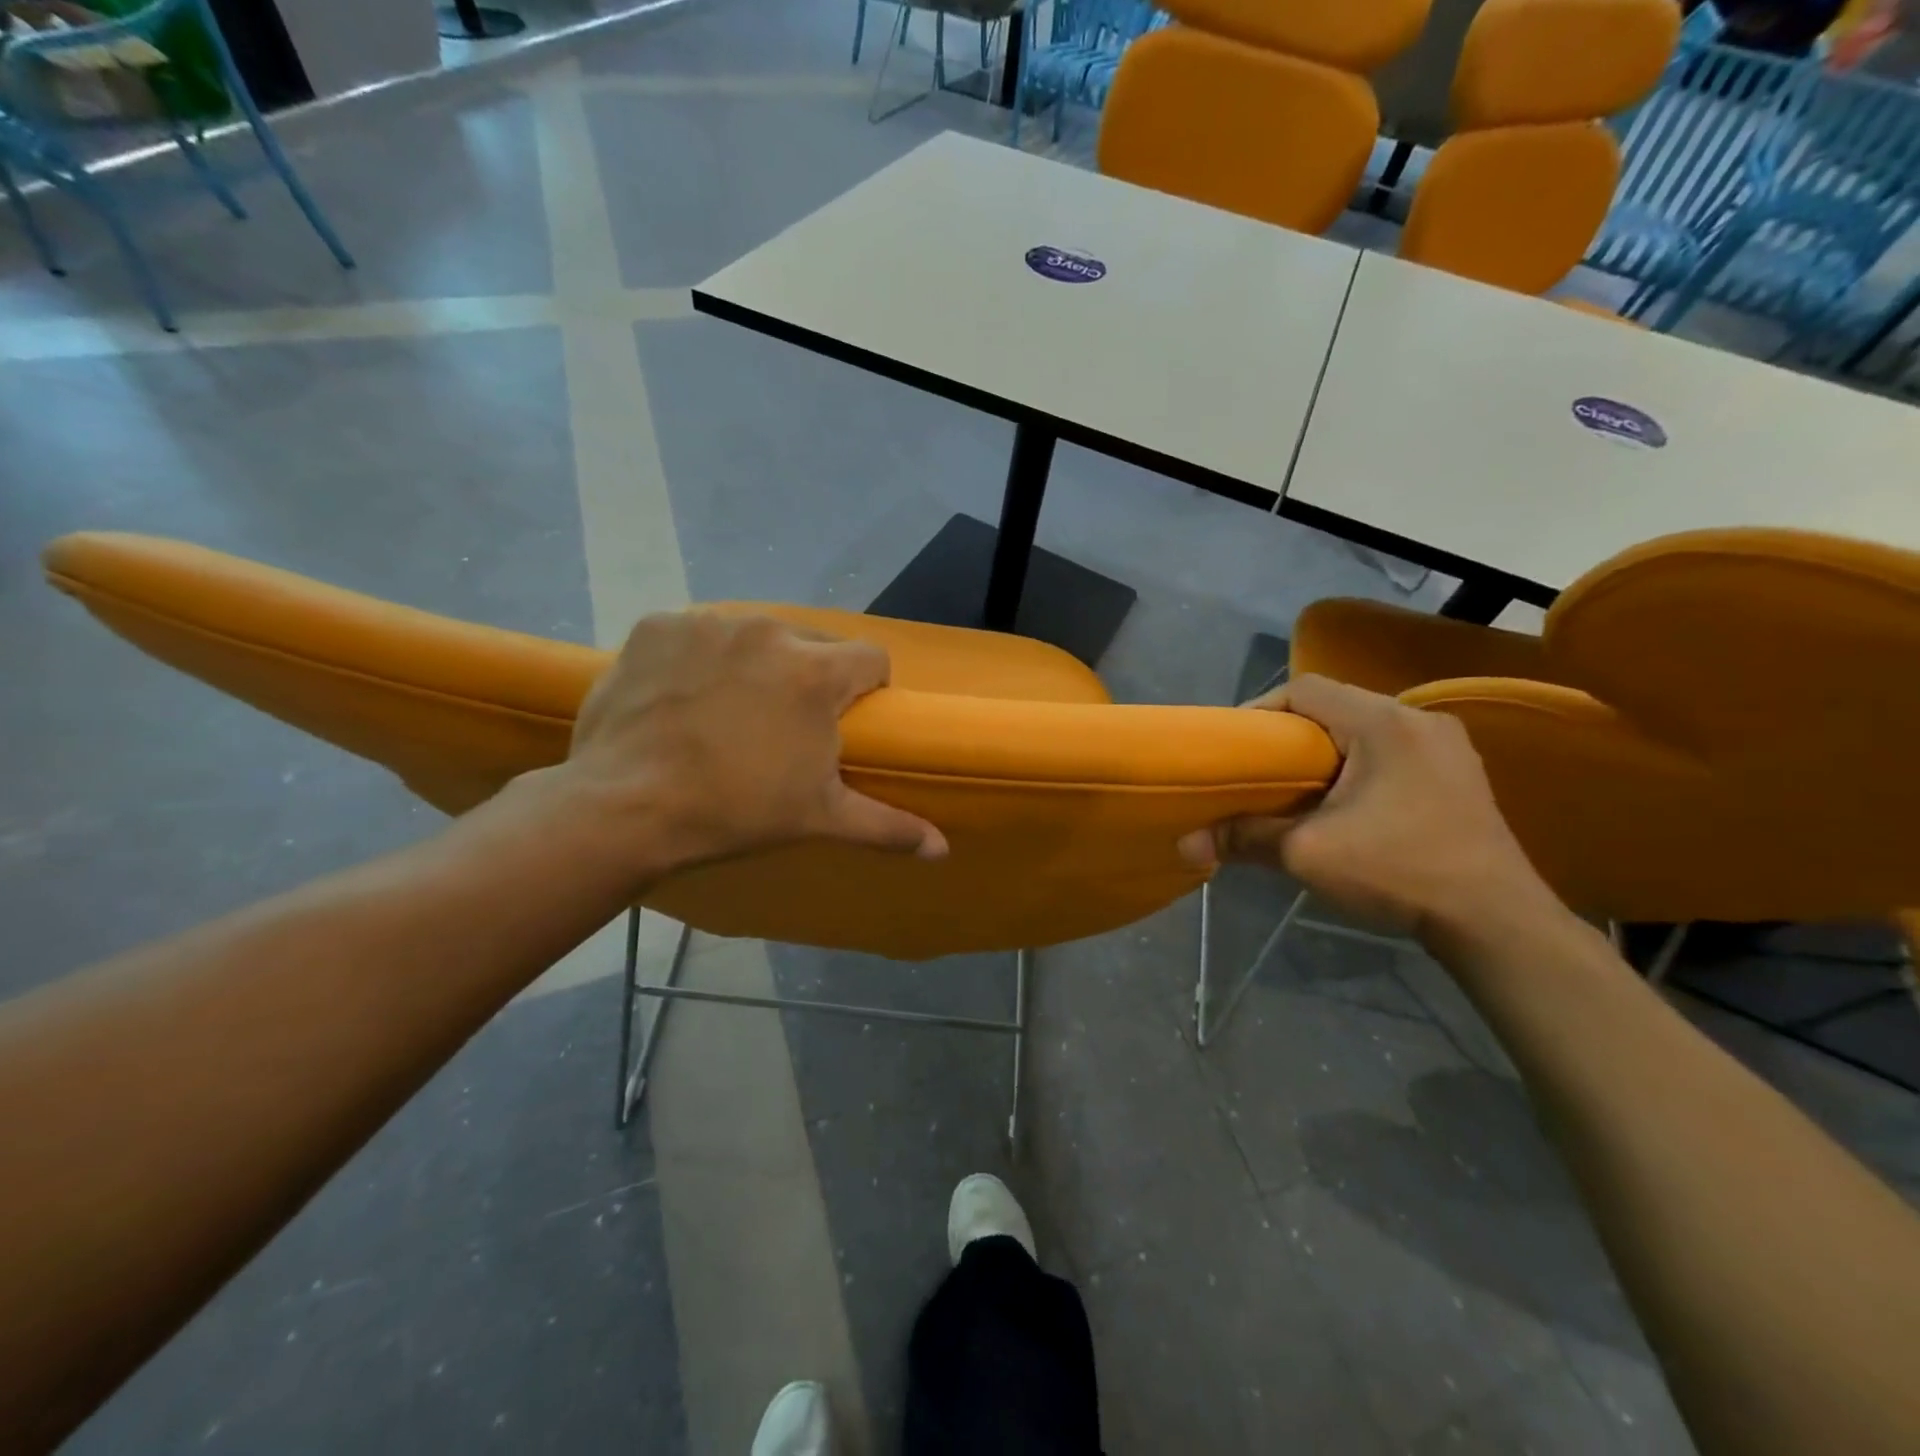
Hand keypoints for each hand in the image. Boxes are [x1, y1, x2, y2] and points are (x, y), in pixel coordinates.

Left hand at [560, 611, 947, 877]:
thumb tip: (943, 852)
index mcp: (816, 671)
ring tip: (729, 711)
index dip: (868, 688)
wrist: (624, 809)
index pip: (872, 657)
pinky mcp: (658, 625)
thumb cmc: (735, 811)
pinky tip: (682, 697)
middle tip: (785, 723)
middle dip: (810, 675)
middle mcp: (768, 630)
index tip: (847, 720)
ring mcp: (708, 623)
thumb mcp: (819, 819)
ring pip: (755, 634)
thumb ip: (888, 827)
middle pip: (813, 642)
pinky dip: (699, 657)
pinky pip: (697, 633)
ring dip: (756, 663)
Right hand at [1179, 674, 1548, 939]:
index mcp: (1384, 722)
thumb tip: (1183, 844)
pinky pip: (1390, 750)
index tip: (1236, 746)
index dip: (1261, 709)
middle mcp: (1419, 720)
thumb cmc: (1399, 871)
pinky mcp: (1457, 774)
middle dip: (1289, 733)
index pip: (1305, 688)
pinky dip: (1355, 764)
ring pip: (1363, 728)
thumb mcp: (1308, 853)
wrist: (1497, 922)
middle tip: (1258, 768)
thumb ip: (1244, 837)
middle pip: (1335, 705)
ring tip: (1293, 785)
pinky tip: (1342, 801)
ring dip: (1323, 750)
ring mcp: (1445, 746)